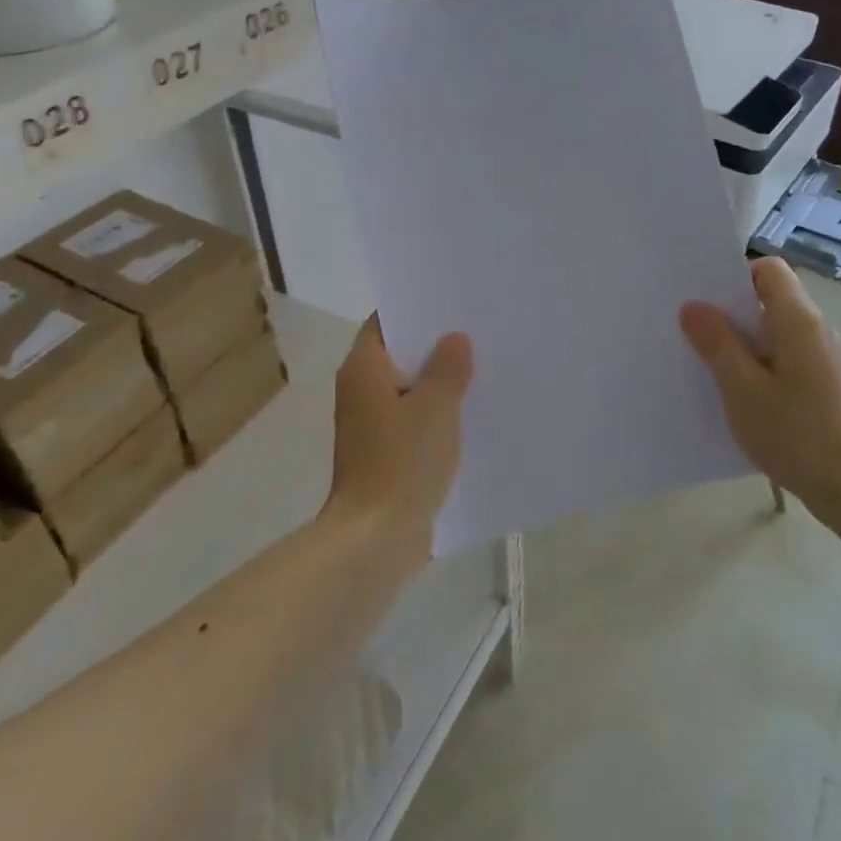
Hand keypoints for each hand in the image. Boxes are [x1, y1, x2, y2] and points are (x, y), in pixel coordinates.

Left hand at [326, 317, 473, 547]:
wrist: (375, 537)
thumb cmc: (402, 461)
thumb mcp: (435, 407)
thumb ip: (448, 368)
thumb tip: (454, 339)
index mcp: (364, 368)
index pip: (384, 322)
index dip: (415, 309)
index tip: (451, 303)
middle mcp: (359, 389)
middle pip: (397, 354)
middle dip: (433, 345)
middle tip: (476, 330)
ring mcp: (369, 423)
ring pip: (406, 388)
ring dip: (436, 381)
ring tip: (480, 366)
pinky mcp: (382, 452)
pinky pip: (410, 418)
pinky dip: (433, 412)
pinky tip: (468, 412)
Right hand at [680, 257, 840, 529]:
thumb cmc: (795, 433)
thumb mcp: (741, 387)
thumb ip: (717, 342)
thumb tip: (693, 306)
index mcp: (797, 320)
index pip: (768, 269)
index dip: (734, 276)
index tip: (703, 298)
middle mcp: (813, 330)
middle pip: (768, 299)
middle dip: (729, 309)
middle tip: (689, 326)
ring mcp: (820, 359)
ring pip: (772, 332)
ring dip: (739, 340)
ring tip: (702, 359)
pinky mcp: (820, 386)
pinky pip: (781, 358)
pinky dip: (755, 364)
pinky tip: (732, 391)